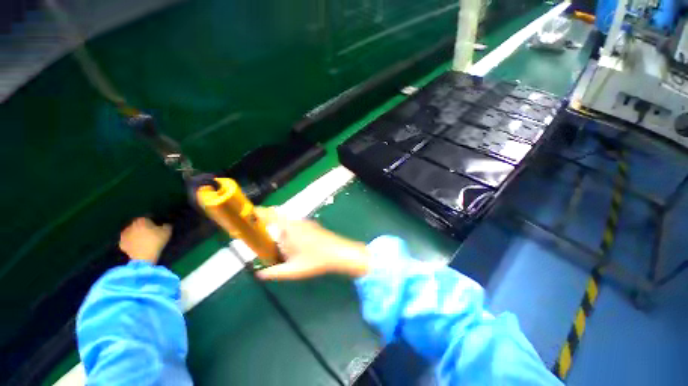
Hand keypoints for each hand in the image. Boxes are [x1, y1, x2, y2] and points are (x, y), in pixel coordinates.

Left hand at [119, 217, 171, 263]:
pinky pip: (127, 241)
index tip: (158, 227)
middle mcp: (131, 225)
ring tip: (143, 241)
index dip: (153, 222)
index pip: (148, 218)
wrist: (142, 257)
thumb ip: (166, 226)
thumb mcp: (167, 232)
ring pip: (132, 233)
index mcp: (142, 220)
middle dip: (143, 228)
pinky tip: (137, 246)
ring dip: (136, 235)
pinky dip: (131, 242)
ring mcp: (124, 235)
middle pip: (138, 225)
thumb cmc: (155, 242)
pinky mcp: (121, 244)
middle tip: (150, 234)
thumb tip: (165, 224)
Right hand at [254, 207, 370, 279]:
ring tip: (276, 244)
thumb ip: (274, 273)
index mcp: (289, 229)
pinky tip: (292, 244)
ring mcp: (306, 222)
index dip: (258, 212)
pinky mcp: (312, 225)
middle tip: (261, 236)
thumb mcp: (293, 270)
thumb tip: (258, 274)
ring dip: (279, 228)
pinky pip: (295, 224)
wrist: (339, 252)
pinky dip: (288, 230)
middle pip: (277, 217)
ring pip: (287, 221)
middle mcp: (296, 222)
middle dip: (267, 223)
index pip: (270, 214)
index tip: (248, 214)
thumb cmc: (316, 261)